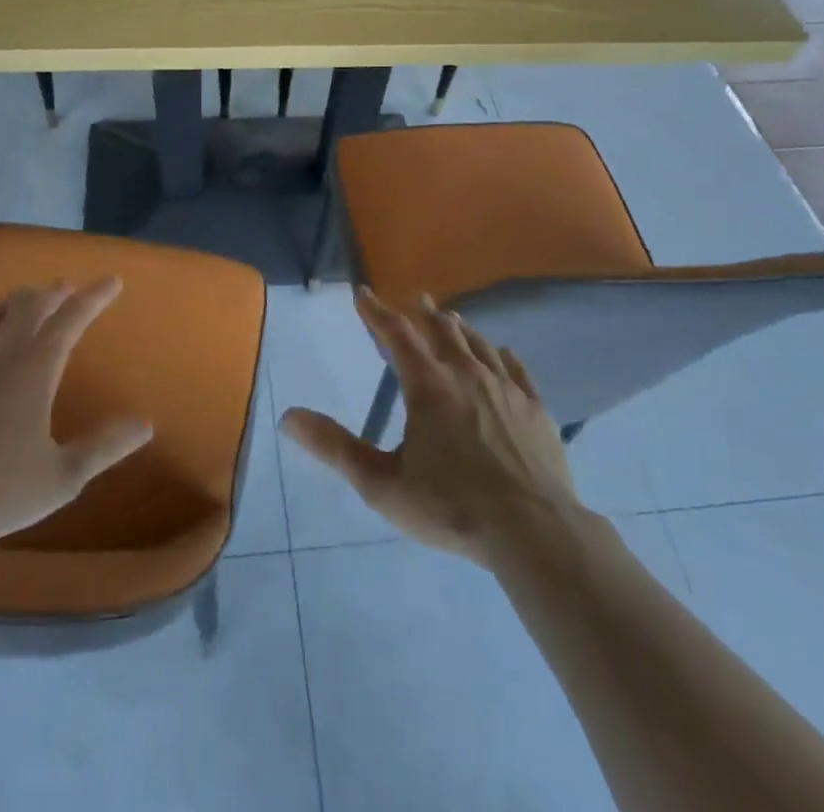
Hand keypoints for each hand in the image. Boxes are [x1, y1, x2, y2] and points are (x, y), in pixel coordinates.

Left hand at [0, 279, 153, 547]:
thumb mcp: (62, 477)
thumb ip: (105, 446)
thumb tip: (146, 424)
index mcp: (35, 368)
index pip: (73, 318)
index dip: (95, 296)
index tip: (111, 280)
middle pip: (29, 303)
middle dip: (51, 293)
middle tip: (63, 291)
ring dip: (10, 303)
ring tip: (19, 306)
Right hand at [280, 287, 583, 566]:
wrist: (533, 531)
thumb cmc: (451, 506)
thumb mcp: (382, 484)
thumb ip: (335, 447)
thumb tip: (288, 417)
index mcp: (427, 385)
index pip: (396, 334)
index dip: (377, 312)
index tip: (364, 293)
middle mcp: (466, 374)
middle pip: (443, 331)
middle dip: (425, 313)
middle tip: (418, 300)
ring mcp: (505, 388)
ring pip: (479, 344)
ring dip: (461, 328)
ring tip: (452, 319)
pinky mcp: (535, 408)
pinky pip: (515, 368)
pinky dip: (501, 354)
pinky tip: (501, 353)